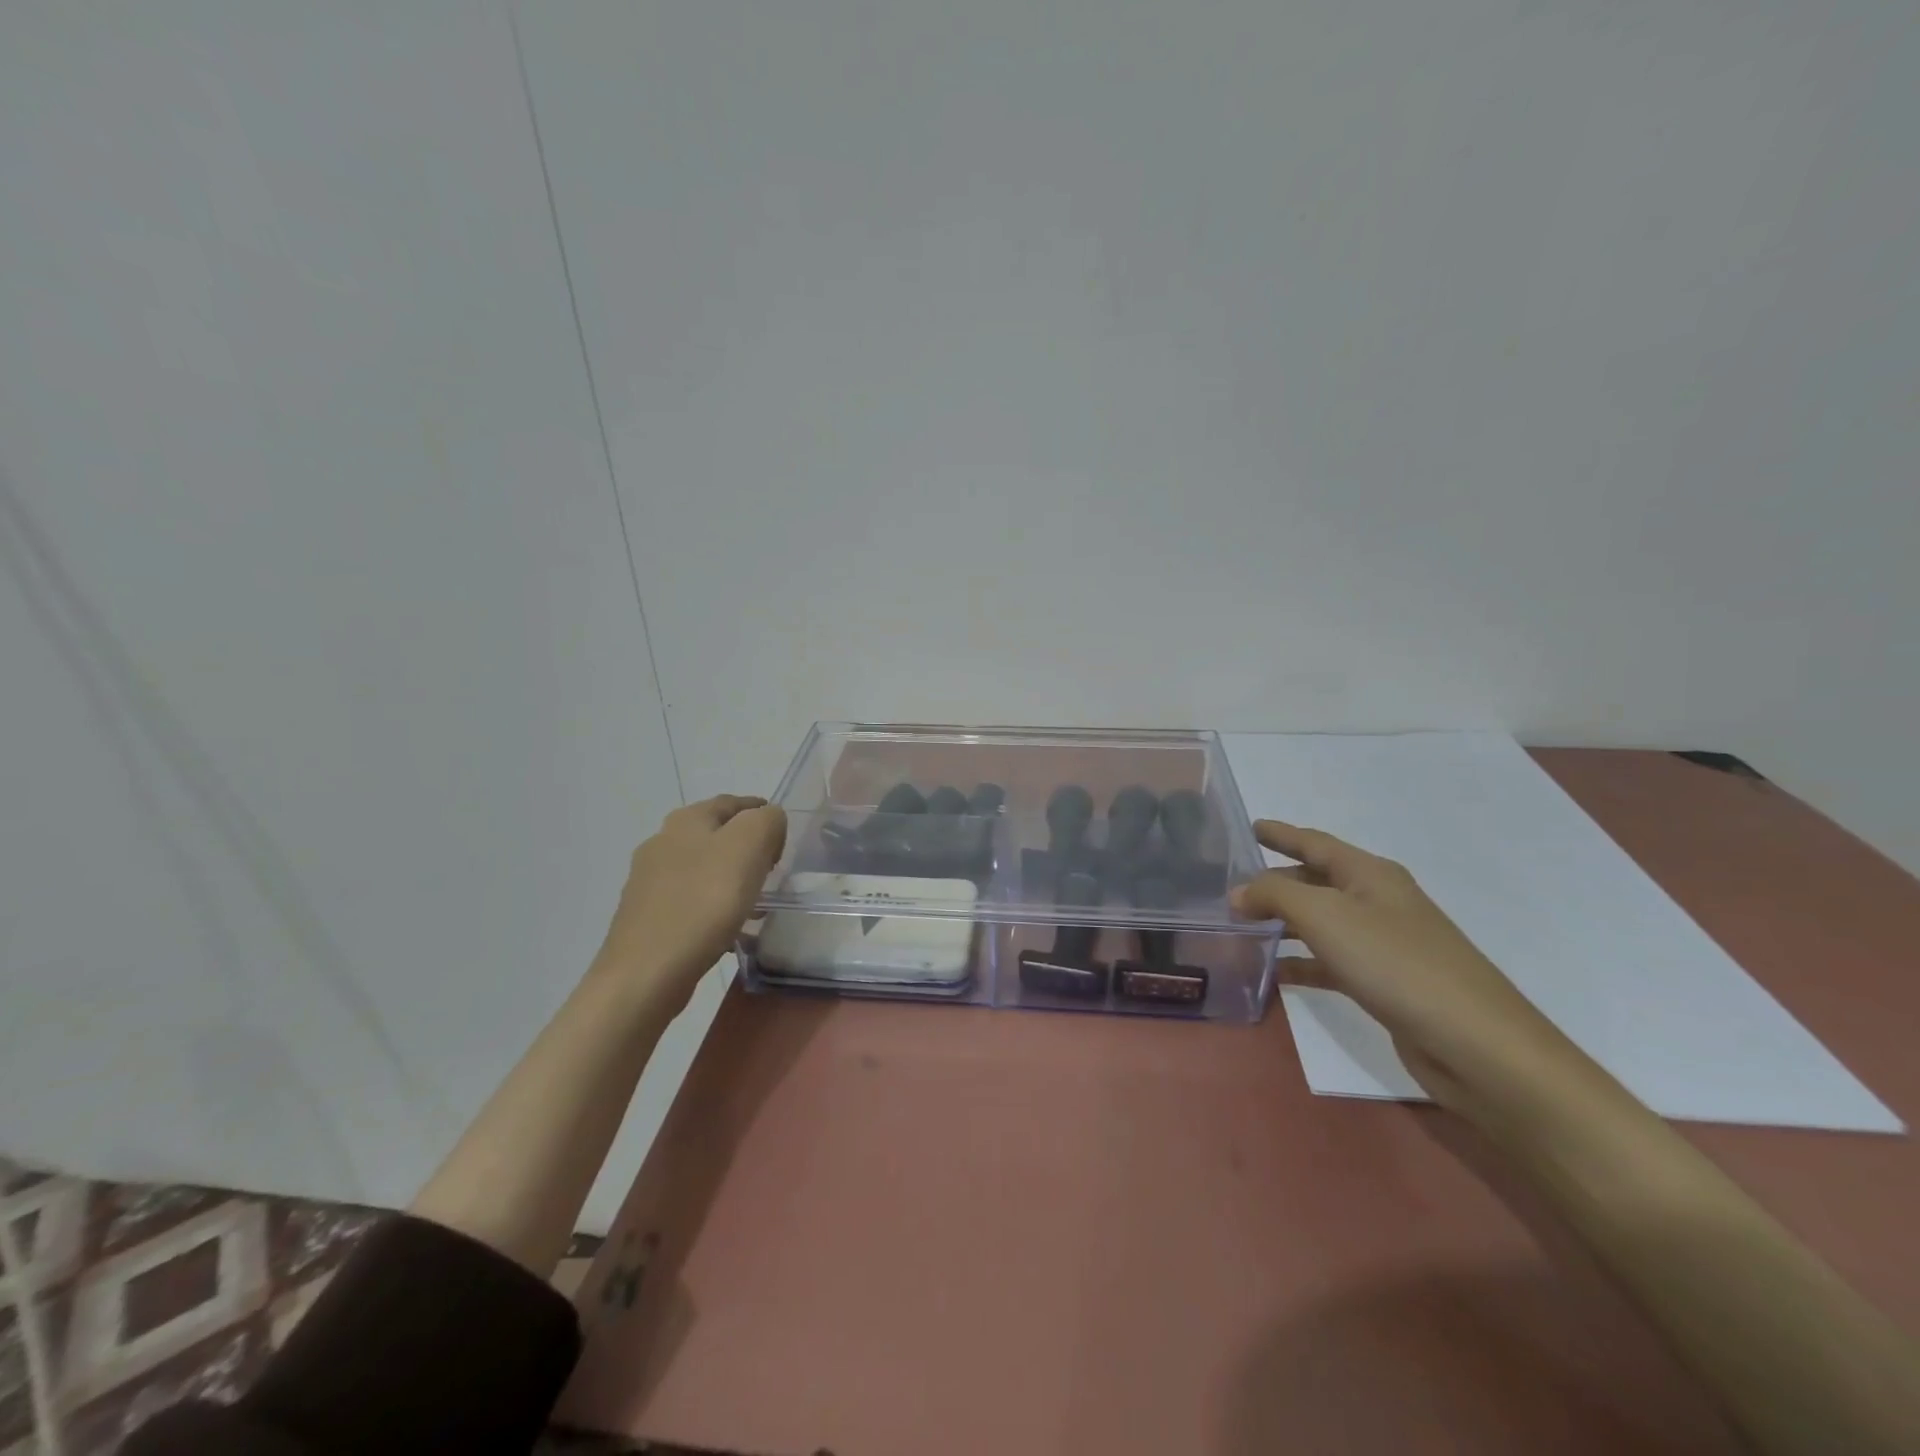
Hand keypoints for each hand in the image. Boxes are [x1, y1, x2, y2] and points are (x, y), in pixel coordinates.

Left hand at [591, 794, 787, 1020]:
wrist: (646, 973)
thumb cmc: (704, 902)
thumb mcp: (750, 845)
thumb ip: (767, 821)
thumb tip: (768, 823)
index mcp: (686, 820)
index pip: (734, 802)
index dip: (763, 814)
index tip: (784, 840)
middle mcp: (661, 842)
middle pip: (716, 834)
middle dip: (747, 847)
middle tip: (773, 869)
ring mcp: (649, 881)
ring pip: (703, 868)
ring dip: (730, 878)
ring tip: (756, 901)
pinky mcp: (646, 916)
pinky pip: (691, 900)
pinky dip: (714, 905)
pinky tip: (728, 927)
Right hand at [1233, 820, 1581, 1120]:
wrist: (1476, 1044)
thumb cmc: (1396, 963)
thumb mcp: (1325, 916)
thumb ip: (1275, 895)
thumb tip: (1238, 891)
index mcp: (1369, 874)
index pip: (1315, 842)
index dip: (1281, 833)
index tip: (1248, 826)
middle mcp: (1377, 901)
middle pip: (1315, 881)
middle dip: (1274, 882)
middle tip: (1229, 886)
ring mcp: (1383, 943)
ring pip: (1319, 923)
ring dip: (1282, 923)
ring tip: (1238, 927)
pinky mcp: (1384, 982)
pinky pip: (1329, 962)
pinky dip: (1300, 962)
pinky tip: (1272, 973)